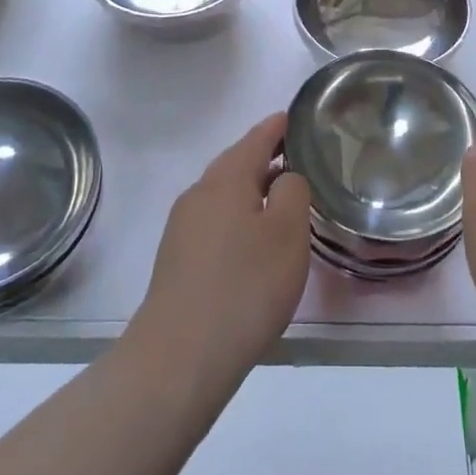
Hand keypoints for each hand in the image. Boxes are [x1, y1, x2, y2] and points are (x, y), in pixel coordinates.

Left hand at [130, 113, 310, 387]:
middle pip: (236, 164)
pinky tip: (253, 242)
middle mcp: (199, 194)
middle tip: (297, 158)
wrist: (179, 357)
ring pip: (224, 195)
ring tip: (281, 200)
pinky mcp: (178, 260)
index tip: (295, 117)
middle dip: (265, 158)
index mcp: (226, 179)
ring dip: (252, 191)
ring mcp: (183, 228)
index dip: (278, 127)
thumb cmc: (245, 286)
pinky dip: (238, 219)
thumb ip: (293, 191)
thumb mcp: (287, 233)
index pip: (256, 138)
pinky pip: (215, 223)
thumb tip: (284, 177)